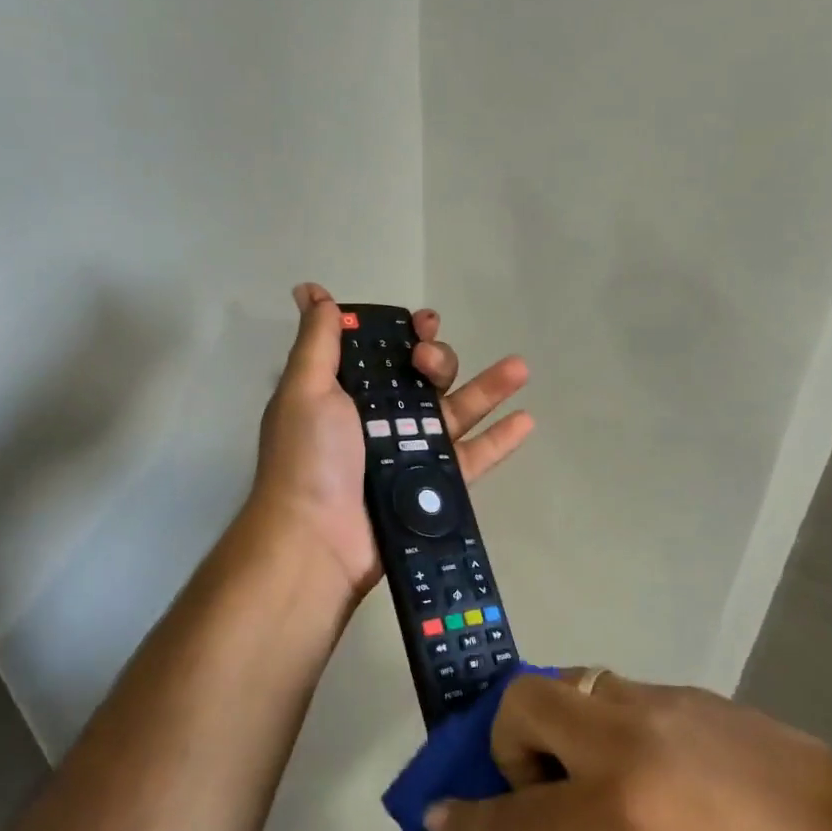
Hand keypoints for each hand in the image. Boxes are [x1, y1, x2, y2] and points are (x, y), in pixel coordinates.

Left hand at [247, 283, 533, 600]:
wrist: (317, 540)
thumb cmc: (309, 458)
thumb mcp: (305, 389)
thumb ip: (318, 341)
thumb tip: (310, 290)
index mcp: (347, 394)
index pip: (384, 353)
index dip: (405, 333)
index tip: (422, 323)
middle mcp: (380, 421)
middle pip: (424, 380)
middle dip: (437, 359)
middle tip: (428, 363)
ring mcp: (409, 455)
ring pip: (455, 413)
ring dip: (488, 388)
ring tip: (519, 367)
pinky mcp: (432, 487)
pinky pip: (471, 458)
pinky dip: (498, 440)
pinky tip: (526, 419)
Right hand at [423, 671, 831, 830]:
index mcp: (621, 815)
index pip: (516, 817)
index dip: (468, 824)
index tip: (435, 818)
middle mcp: (625, 743)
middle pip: (524, 703)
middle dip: (506, 742)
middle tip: (535, 786)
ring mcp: (655, 705)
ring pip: (568, 685)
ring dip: (555, 725)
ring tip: (585, 770)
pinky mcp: (684, 692)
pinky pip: (614, 693)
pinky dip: (600, 723)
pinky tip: (640, 762)